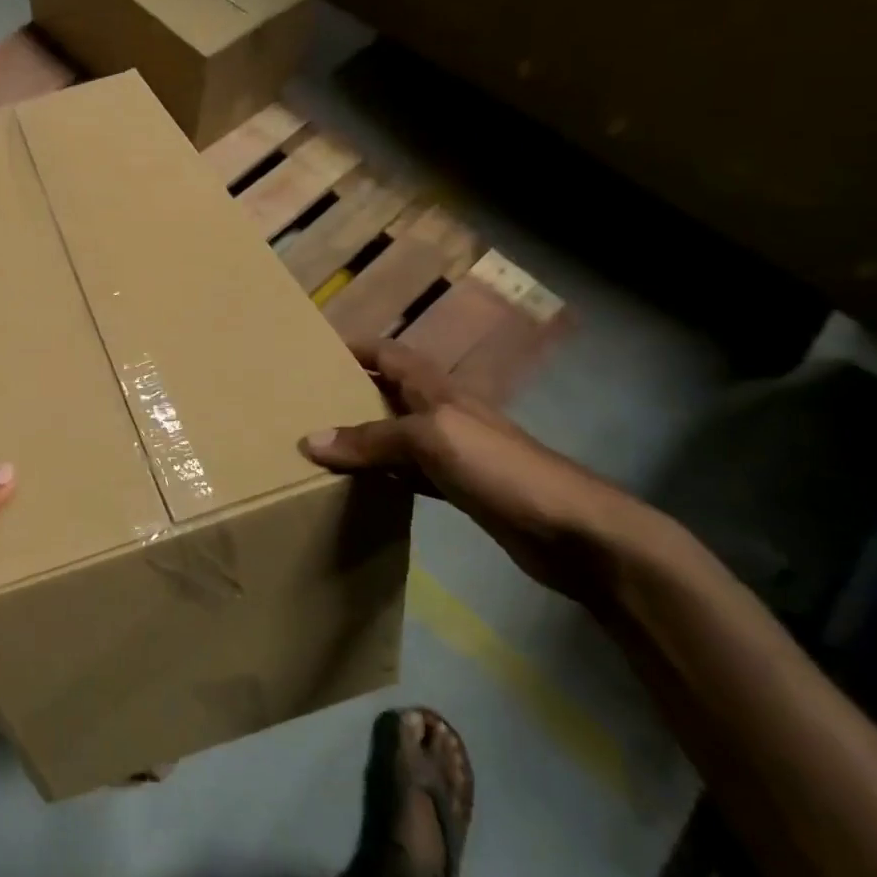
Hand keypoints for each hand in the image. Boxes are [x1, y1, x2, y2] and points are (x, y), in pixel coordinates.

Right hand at [300, 339, 651, 604]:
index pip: (389, 354)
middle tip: (306, 400)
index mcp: (436, 389)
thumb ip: (371, 439)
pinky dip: (383, 473)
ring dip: (363, 434)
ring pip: (396, 433)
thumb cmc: (499, 466)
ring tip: (321, 440)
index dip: (356, 348)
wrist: (571, 529)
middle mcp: (442, 412)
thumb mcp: (430, 439)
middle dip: (351, 390)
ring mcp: (453, 451)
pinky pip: (408, 472)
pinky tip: (361, 484)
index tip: (314, 351)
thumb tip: (309, 440)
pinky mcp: (460, 487)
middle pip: (389, 391)